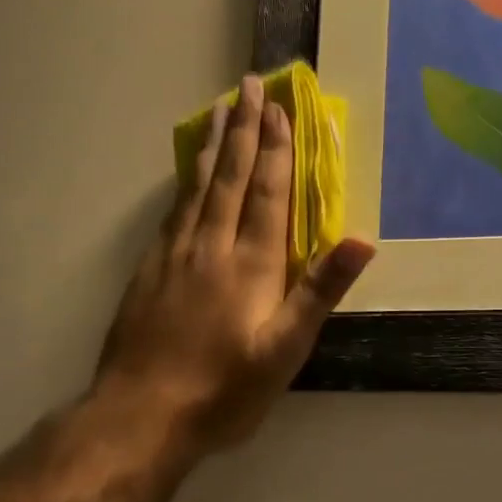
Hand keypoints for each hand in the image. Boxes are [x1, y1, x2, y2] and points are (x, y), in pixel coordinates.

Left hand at [95, 74, 375, 456]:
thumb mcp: (285, 350)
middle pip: (230, 176)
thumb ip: (320, 291)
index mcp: (251, 263)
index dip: (275, 148)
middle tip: (248, 85)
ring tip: (220, 110)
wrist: (140, 417)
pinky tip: (189, 171)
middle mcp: (211, 245)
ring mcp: (175, 254)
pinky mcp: (150, 269)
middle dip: (244, 128)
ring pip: (198, 186)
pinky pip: (174, 209)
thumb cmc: (224, 389)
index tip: (279, 108)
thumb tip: (361, 240)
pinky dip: (187, 180)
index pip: (267, 192)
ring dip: (213, 144)